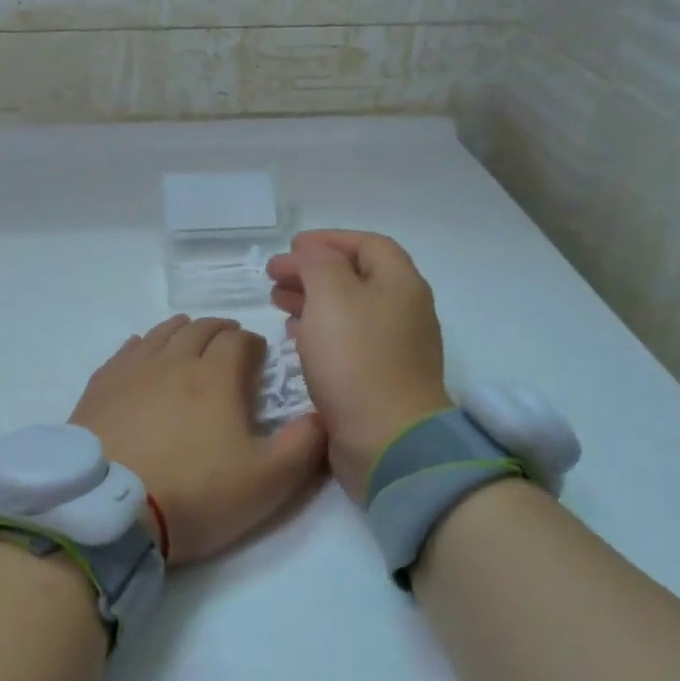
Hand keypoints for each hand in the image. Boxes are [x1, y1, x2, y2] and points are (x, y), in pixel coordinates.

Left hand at [69, 316, 326, 565]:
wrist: (108, 512)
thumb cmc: (194, 495)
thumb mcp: (267, 482)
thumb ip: (304, 445)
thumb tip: (322, 413)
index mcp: (216, 376)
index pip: (239, 340)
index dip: (254, 346)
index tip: (258, 362)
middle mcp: (173, 360)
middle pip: (200, 329)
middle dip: (221, 333)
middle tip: (229, 350)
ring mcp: (131, 370)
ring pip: (162, 333)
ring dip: (183, 333)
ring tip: (190, 345)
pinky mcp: (100, 386)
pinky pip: (127, 350)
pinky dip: (145, 346)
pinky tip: (144, 358)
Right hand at [265, 231, 452, 500]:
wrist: (387, 440)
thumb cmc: (357, 360)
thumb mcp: (332, 296)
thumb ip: (319, 264)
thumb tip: (312, 254)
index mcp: (401, 284)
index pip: (367, 245)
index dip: (329, 240)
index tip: (291, 247)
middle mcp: (403, 311)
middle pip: (356, 278)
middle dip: (314, 272)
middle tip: (275, 277)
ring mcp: (394, 348)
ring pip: (349, 311)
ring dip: (313, 301)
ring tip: (278, 303)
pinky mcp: (379, 379)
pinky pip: (347, 342)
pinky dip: (319, 332)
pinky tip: (295, 337)